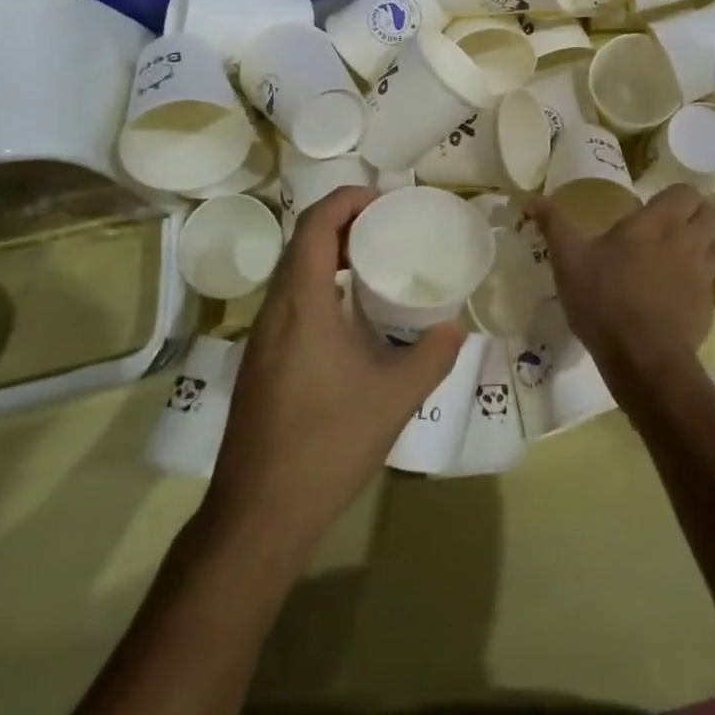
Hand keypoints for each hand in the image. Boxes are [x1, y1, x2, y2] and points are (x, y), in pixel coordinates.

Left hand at [205, 187, 464, 552]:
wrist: (258, 514)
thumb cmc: (327, 445)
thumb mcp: (395, 398)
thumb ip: (432, 355)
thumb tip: (456, 325)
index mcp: (302, 305)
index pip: (315, 226)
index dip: (347, 200)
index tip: (384, 201)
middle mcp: (275, 311)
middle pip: (302, 243)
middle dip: (344, 224)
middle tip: (388, 229)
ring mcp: (262, 338)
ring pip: (293, 273)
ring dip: (330, 255)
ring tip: (375, 264)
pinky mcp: (260, 362)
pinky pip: (290, 301)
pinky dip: (321, 286)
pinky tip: (351, 317)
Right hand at [525, 184, 714, 392]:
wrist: (642, 358)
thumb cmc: (604, 299)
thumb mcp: (568, 260)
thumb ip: (554, 226)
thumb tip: (531, 199)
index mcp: (658, 223)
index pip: (686, 191)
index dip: (676, 195)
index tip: (656, 205)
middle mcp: (688, 241)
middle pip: (714, 213)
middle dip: (700, 214)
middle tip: (673, 225)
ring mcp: (702, 275)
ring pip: (714, 247)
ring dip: (701, 246)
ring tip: (674, 258)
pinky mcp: (707, 307)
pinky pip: (707, 283)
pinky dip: (695, 283)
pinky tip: (672, 297)